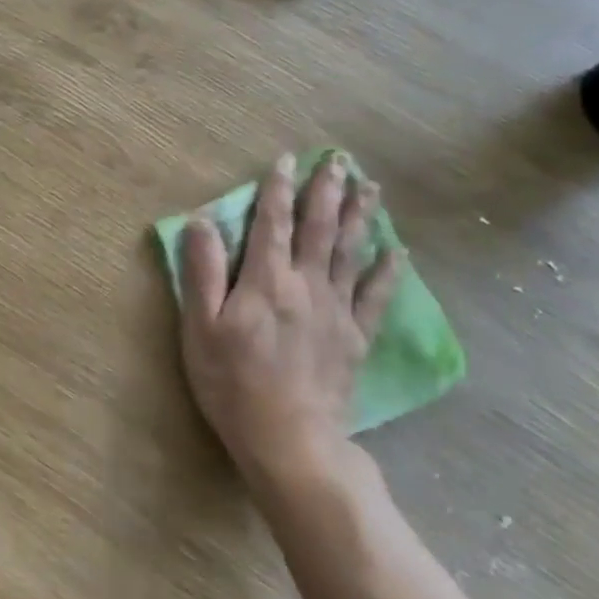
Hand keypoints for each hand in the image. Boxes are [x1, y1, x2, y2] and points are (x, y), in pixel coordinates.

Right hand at [178, 152, 400, 491]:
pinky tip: (397, 252)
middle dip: (326, 191)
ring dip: (360, 216)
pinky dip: (387, 271)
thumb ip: (202, 272)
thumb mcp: (201, 328)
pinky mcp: (355, 338)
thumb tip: (201, 222)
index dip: (278, 189)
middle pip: (319, 229)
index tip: (287, 159)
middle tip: (338, 160)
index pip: (272, 223)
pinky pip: (375, 296)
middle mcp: (306, 285)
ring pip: (351, 253)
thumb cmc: (232, 382)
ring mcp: (336, 311)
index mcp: (266, 280)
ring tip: (369, 187)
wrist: (288, 439)